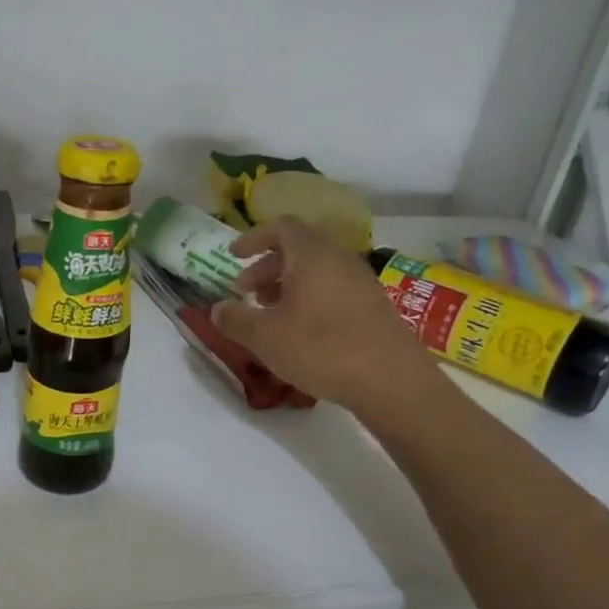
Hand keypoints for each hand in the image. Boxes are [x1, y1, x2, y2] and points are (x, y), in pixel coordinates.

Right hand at [209, 220, 451, 429]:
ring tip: (269, 313)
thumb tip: (217, 309)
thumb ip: (235, 319)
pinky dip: (309, 299)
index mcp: (311, 255)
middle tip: (245, 291)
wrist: (391, 380)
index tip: (233, 256)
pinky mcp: (373, 306)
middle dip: (267, 266)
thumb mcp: (264, 337)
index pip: (281, 227)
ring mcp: (361, 282)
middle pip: (299, 249)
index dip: (253, 238)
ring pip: (317, 271)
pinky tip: (300, 331)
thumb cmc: (321, 348)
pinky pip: (333, 289)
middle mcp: (339, 259)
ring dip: (287, 285)